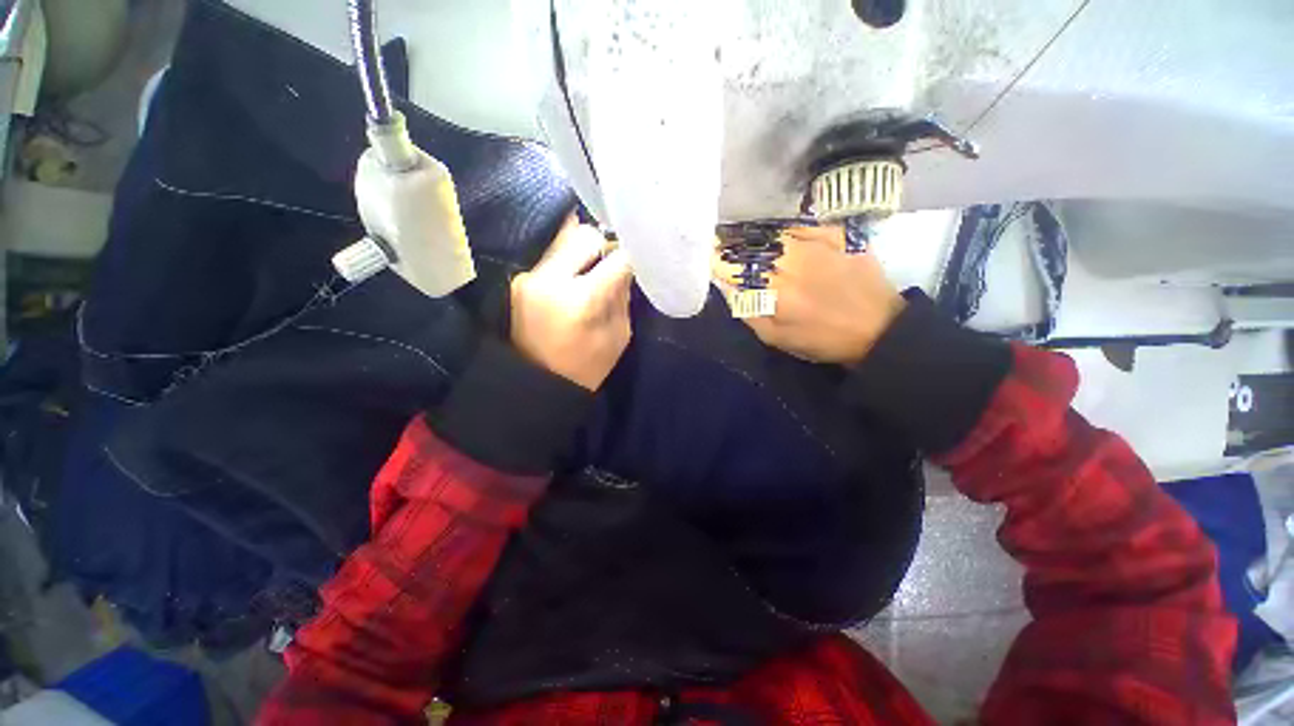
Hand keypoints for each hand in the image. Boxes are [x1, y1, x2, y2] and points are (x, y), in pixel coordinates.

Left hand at [511, 218, 634, 390]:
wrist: (537, 383)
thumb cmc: (586, 368)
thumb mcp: (618, 336)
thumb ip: (622, 297)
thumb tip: (623, 267)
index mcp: (582, 298)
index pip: (616, 258)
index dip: (629, 258)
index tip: (633, 264)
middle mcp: (550, 278)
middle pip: (585, 235)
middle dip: (603, 246)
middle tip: (610, 265)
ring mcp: (529, 277)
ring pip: (563, 238)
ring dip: (583, 250)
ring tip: (591, 270)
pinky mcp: (518, 280)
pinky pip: (549, 255)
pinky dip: (566, 260)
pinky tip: (573, 277)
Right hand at [713, 225, 904, 364]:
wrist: (879, 329)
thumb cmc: (823, 340)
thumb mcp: (777, 338)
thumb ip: (749, 312)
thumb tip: (728, 286)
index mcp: (778, 292)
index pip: (737, 268)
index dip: (718, 260)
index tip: (708, 257)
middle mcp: (795, 262)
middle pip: (753, 247)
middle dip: (734, 247)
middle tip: (724, 248)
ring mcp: (818, 245)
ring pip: (775, 234)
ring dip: (756, 239)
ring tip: (748, 243)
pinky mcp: (839, 236)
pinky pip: (803, 226)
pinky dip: (786, 231)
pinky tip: (780, 238)